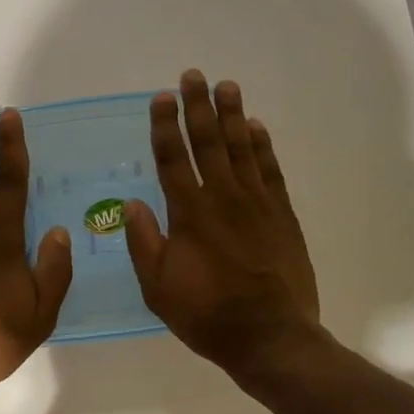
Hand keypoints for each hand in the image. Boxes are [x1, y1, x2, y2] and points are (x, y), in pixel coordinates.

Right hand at [125, 70, 321, 381]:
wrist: (271, 338)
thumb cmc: (207, 315)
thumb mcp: (158, 288)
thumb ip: (143, 243)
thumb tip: (131, 203)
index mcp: (189, 214)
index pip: (173, 159)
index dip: (166, 126)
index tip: (162, 97)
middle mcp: (223, 198)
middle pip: (209, 142)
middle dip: (199, 107)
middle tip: (194, 75)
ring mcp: (257, 204)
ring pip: (242, 148)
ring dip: (232, 115)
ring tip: (226, 86)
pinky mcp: (282, 215)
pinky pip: (270, 170)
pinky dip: (263, 146)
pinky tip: (257, 127)